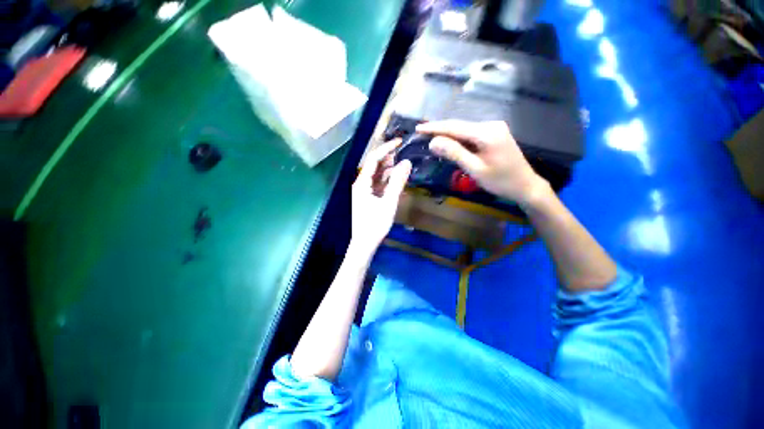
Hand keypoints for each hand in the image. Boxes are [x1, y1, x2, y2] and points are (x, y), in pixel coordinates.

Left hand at [350, 140, 411, 256]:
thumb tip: (406, 163)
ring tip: (402, 164)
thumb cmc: (374, 226)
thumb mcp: (388, 203)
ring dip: (387, 169)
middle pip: (373, 165)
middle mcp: (360, 184)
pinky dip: (385, 180)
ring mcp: (362, 191)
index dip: (386, 148)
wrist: (362, 245)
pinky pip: (376, 184)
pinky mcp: (365, 198)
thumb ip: (397, 183)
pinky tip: (395, 179)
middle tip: (403, 153)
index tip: (399, 142)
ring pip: (375, 175)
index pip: (373, 159)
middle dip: (387, 158)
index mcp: (362, 183)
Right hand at [416, 120, 545, 205]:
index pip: (454, 127)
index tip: (418, 128)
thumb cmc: (500, 181)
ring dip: (447, 134)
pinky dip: (458, 139)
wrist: (525, 185)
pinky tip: (448, 143)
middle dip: (439, 130)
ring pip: (464, 129)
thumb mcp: (475, 169)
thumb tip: (433, 142)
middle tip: (421, 133)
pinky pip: (471, 134)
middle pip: (459, 126)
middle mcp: (491, 125)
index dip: (435, 127)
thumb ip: (455, 154)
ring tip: (430, 137)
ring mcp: (494, 128)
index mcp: (487, 133)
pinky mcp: (494, 134)